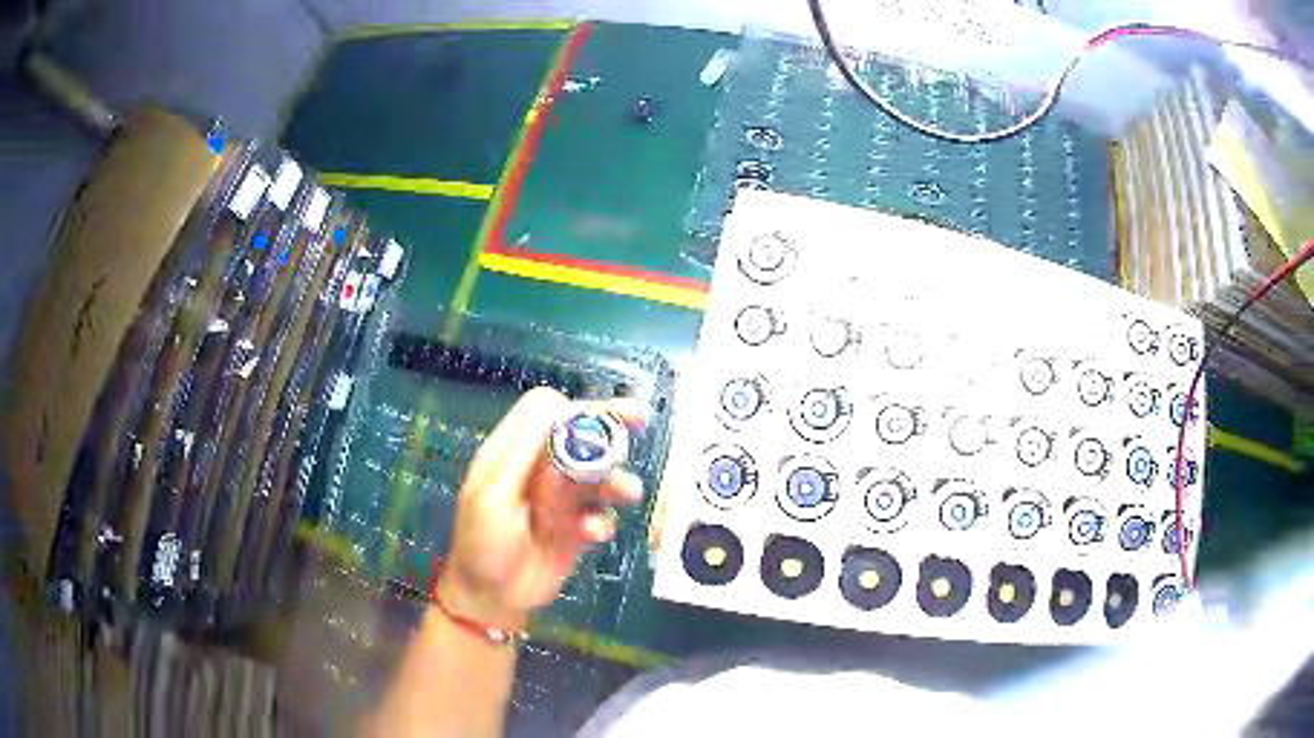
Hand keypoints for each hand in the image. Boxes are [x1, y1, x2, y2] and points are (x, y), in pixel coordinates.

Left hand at [435, 387, 646, 629]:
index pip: (547, 411)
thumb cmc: (480, 545)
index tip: (597, 419)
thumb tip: (556, 410)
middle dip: (609, 427)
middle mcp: (540, 470)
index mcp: (513, 453)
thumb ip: (522, 453)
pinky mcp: (577, 527)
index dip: (573, 409)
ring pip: (599, 473)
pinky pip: (603, 513)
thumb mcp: (492, 495)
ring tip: (625, 492)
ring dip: (616, 479)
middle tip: (638, 419)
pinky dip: (604, 520)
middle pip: (580, 434)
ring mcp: (561, 499)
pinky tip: (593, 534)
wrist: (491, 598)